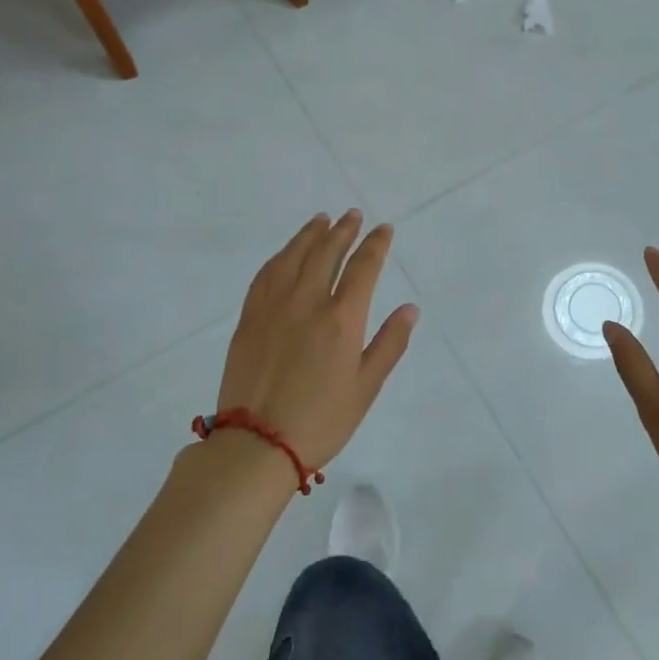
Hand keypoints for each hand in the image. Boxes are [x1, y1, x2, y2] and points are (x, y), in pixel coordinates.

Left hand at [217, 211, 418, 470]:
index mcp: (342, 319)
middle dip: (343, 230)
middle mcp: (307, 302)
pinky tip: (286, 252)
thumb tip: (409, 308)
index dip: (375, 244)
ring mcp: (273, 307)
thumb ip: (389, 344)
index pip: (363, 267)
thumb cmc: (320, 420)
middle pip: (327, 252)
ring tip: (321, 220)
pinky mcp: (249, 317)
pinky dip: (280, 256)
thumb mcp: (366, 387)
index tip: (383, 229)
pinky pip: (266, 274)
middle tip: (352, 215)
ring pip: (293, 256)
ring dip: (310, 234)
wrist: (256, 444)